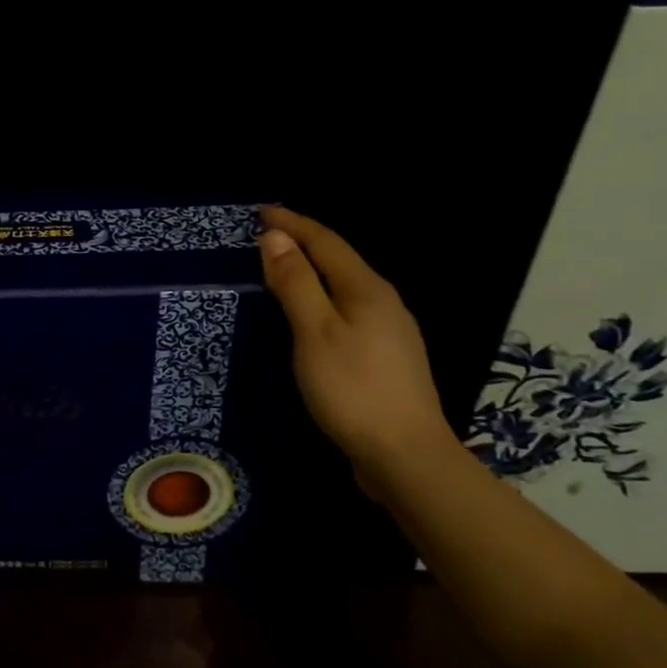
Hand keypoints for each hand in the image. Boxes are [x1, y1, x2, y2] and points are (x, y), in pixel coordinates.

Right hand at [256, 205, 451, 478]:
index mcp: (366, 289)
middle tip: (267, 235)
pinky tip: (313, 314)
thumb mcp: (314, 332)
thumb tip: (275, 238)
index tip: (260, 211)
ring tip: (283, 267)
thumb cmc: (352, 389)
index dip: (292, 223)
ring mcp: (390, 331)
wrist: (406, 456)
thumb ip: (295, 283)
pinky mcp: (387, 357)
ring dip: (313, 270)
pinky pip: (349, 310)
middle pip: (339, 260)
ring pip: (345, 286)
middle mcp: (383, 302)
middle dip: (303, 242)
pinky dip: (323, 298)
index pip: (325, 241)